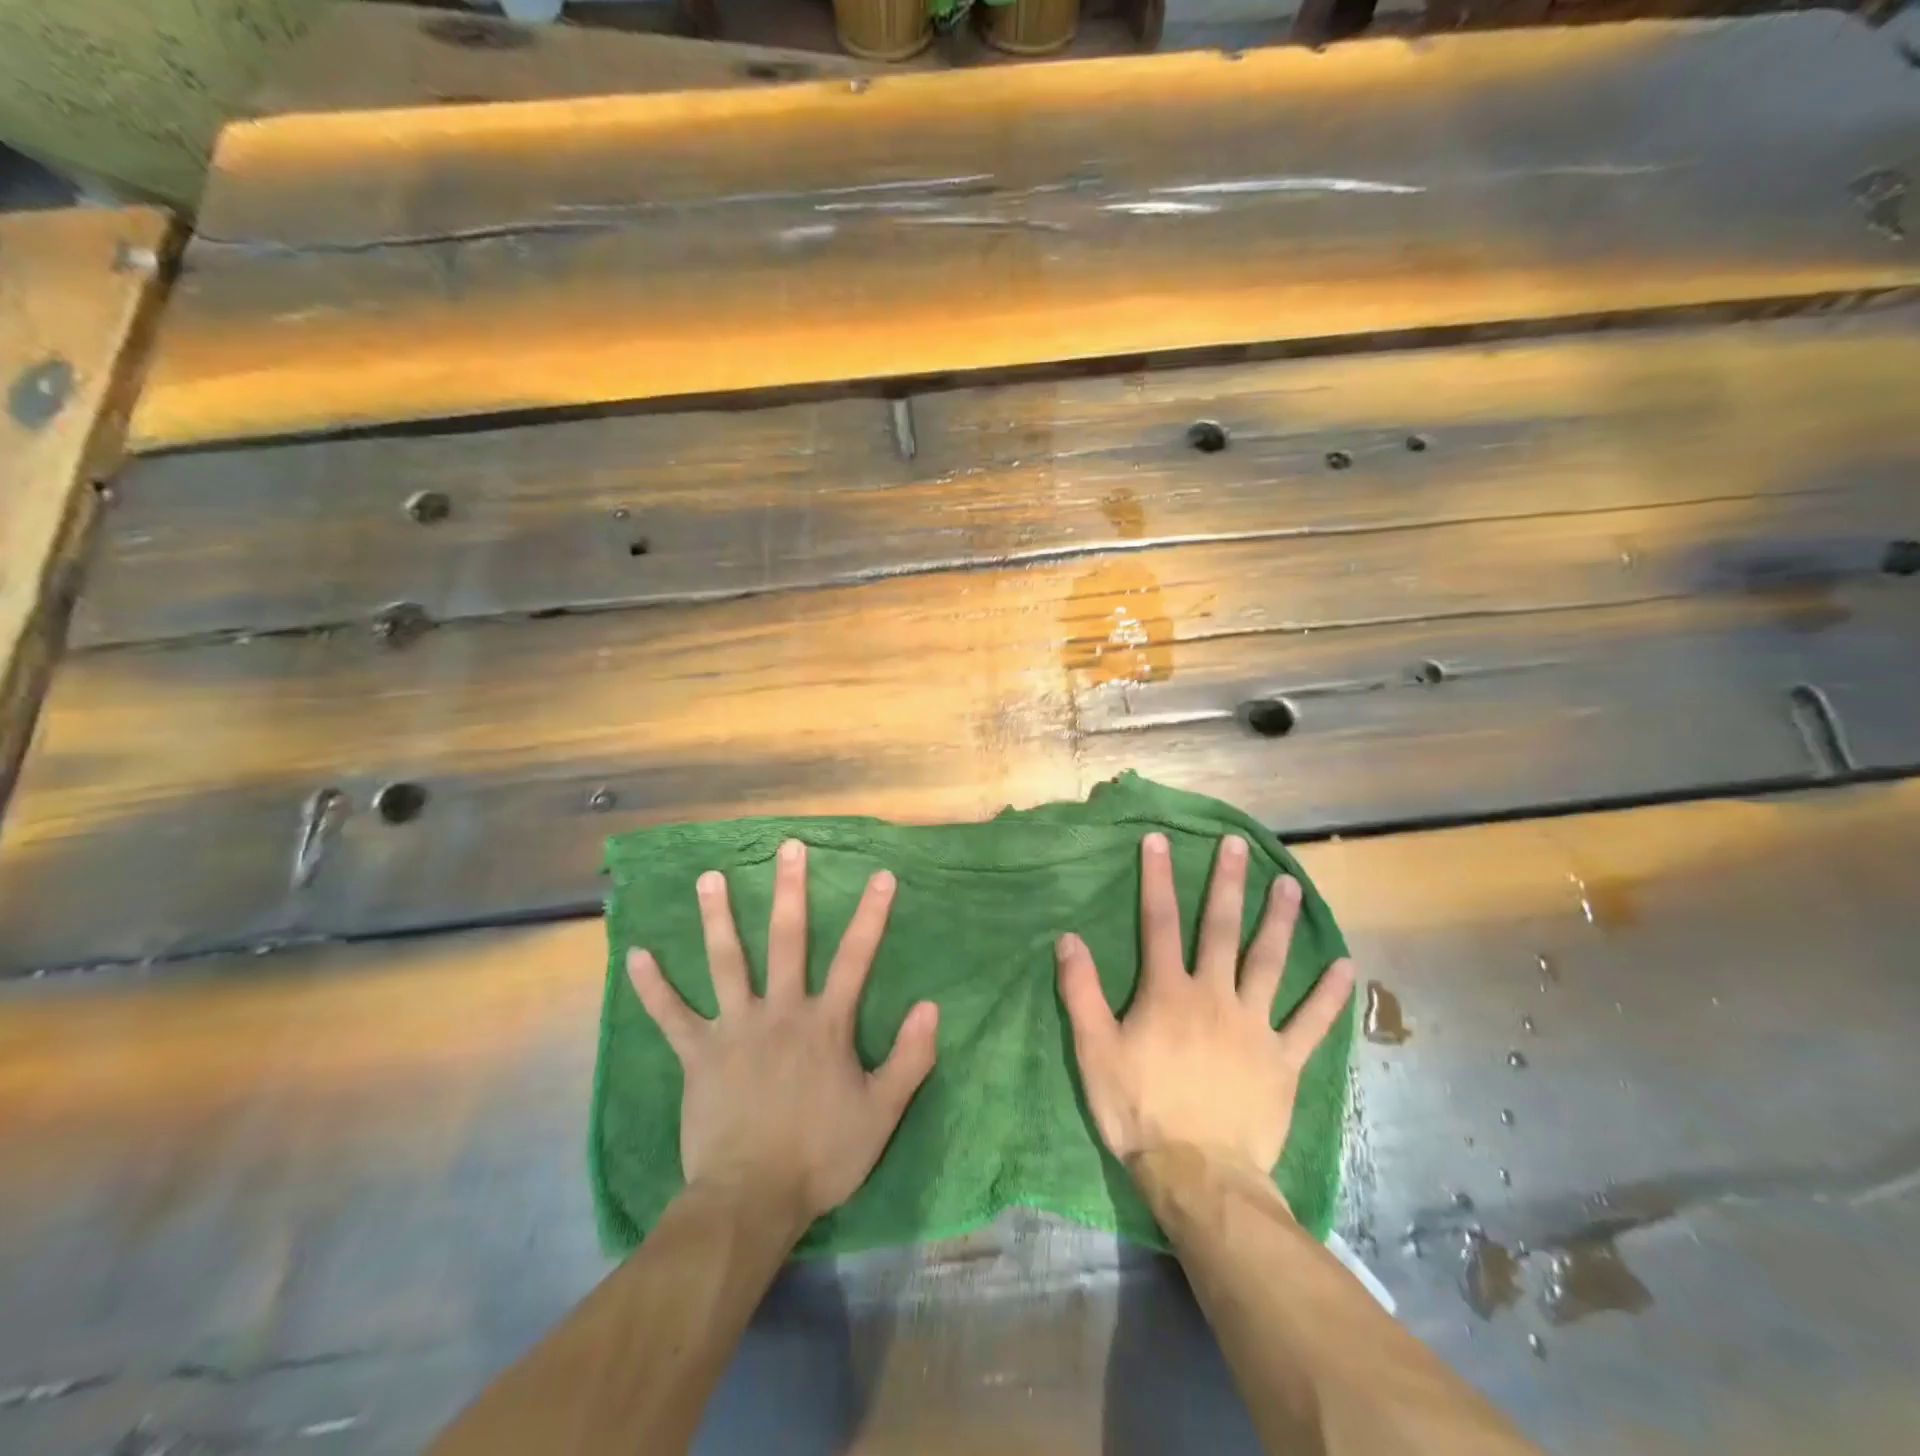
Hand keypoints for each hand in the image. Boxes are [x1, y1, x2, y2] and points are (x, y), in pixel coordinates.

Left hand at [628, 839, 938, 1224]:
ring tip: (709, 877)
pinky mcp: (697, 1055)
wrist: (751, 1200)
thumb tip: (932, 1006)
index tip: (881, 875)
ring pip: (726, 962)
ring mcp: (734, 1029)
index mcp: (824, 1023)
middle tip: (787, 848)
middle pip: (786, 940)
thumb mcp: (881, 1113)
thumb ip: (909, 1058)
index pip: (855, 957)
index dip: (871, 915)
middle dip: (790, 891)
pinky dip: (653, 986)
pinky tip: (636, 954)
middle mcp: (780, 1011)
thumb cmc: (820, 1156)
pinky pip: (670, 1015)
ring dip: (717, 918)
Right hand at [1056, 831, 1353, 1185]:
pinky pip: (1310, 1023)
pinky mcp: (1283, 1061)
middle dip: (1227, 883)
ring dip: (1280, 922)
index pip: (1157, 923)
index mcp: (1168, 992)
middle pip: (1220, 929)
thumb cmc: (1139, 1110)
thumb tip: (1068, 939)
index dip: (1157, 879)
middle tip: (1239, 846)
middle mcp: (1214, 996)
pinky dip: (1328, 996)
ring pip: (1269, 963)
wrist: (1199, 1176)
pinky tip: (1345, 967)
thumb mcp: (1094, 1051)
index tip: (1159, 841)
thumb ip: (1082, 992)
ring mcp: (1254, 1026)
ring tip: (1291, 885)